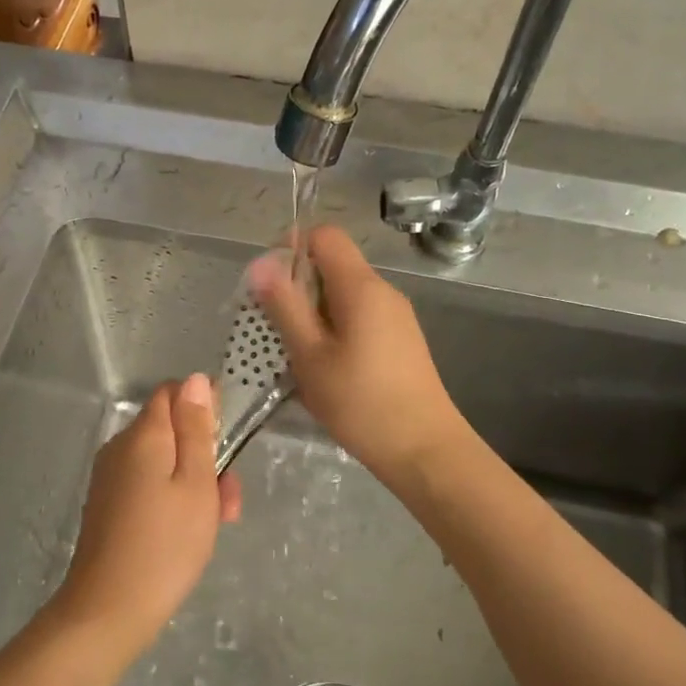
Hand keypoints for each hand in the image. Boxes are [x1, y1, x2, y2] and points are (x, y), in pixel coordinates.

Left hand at [51, 374, 241, 651]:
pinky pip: (147, 484)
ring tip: (216, 523)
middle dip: (205, 453)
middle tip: (228, 498)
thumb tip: (195, 379)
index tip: (226, 439)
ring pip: (162, 461)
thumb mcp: (196, 484)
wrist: (109, 609)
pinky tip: (187, 533)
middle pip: (170, 430)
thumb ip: (197, 429)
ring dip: (194, 481)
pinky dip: (172, 498)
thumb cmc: (166, 544)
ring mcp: (111, 477)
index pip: (172, 393)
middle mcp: (121, 447)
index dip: (203, 406)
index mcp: (143, 435)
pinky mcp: (108, 504)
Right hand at [248, 226, 464, 482]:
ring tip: (296, 353)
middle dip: (297, 287)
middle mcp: (383, 291)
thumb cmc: (360, 402)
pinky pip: (359, 317)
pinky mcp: (400, 340)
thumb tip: (261, 263)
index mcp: (361, 286)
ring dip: (313, 313)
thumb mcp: (310, 355)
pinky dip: (334, 329)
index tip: (269, 286)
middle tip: (273, 328)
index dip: (291, 248)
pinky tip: (325, 367)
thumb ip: (285, 306)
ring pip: (344, 295)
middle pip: (333, 265)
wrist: (424, 450)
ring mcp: (396, 316)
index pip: (324, 236)